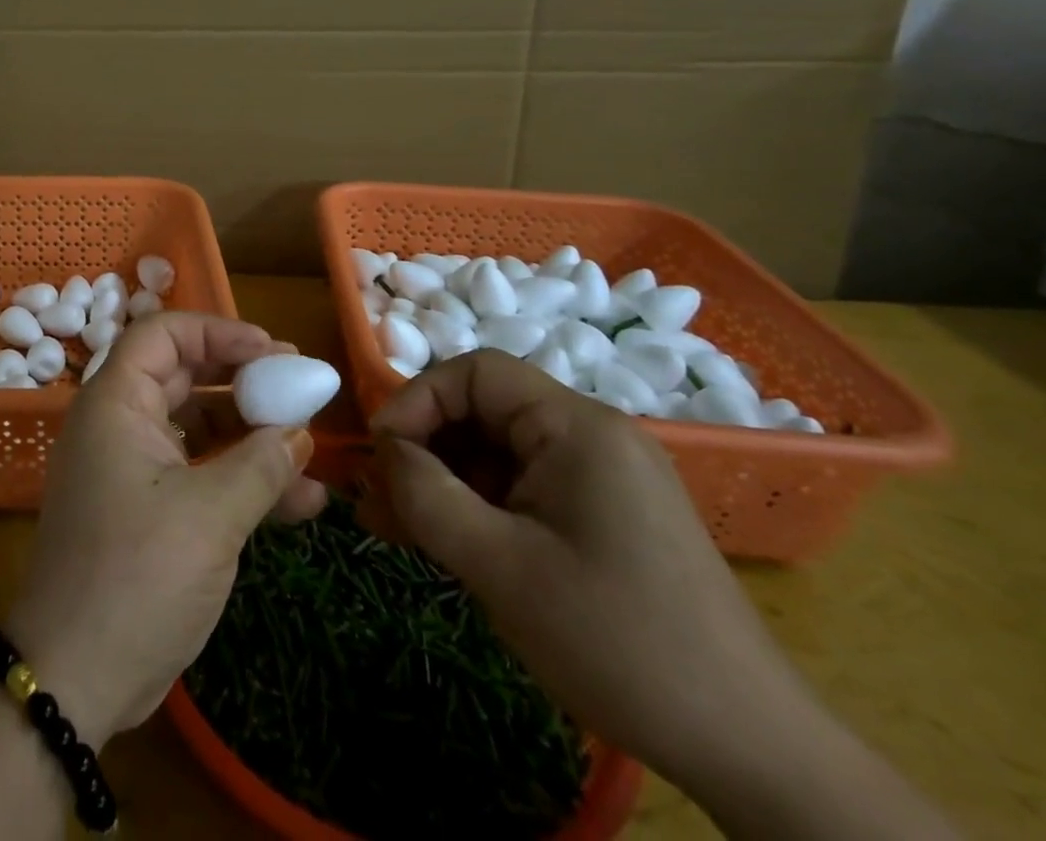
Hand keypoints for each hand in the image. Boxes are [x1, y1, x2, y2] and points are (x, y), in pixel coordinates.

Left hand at [7, 313, 326, 745]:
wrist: (74, 678)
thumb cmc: (136, 575)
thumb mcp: (209, 516)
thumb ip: (259, 465)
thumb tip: (299, 432)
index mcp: (116, 404)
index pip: (162, 336)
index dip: (217, 332)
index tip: (271, 350)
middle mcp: (120, 425)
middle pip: (184, 377)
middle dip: (243, 380)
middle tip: (298, 385)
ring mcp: (132, 469)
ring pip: (197, 429)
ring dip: (252, 436)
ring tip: (310, 446)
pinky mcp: (147, 510)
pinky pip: (198, 475)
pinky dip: (241, 480)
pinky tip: (302, 502)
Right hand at [360, 350, 809, 794]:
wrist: (752, 753)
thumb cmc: (617, 641)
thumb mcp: (500, 566)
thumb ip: (426, 495)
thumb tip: (383, 451)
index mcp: (577, 427)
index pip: (475, 373)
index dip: (416, 400)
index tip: (381, 453)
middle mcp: (591, 436)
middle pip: (482, 412)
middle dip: (422, 449)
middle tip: (376, 499)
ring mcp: (600, 478)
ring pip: (495, 454)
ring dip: (441, 483)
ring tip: (392, 527)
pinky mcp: (602, 517)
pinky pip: (520, 489)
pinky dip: (476, 507)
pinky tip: (439, 542)